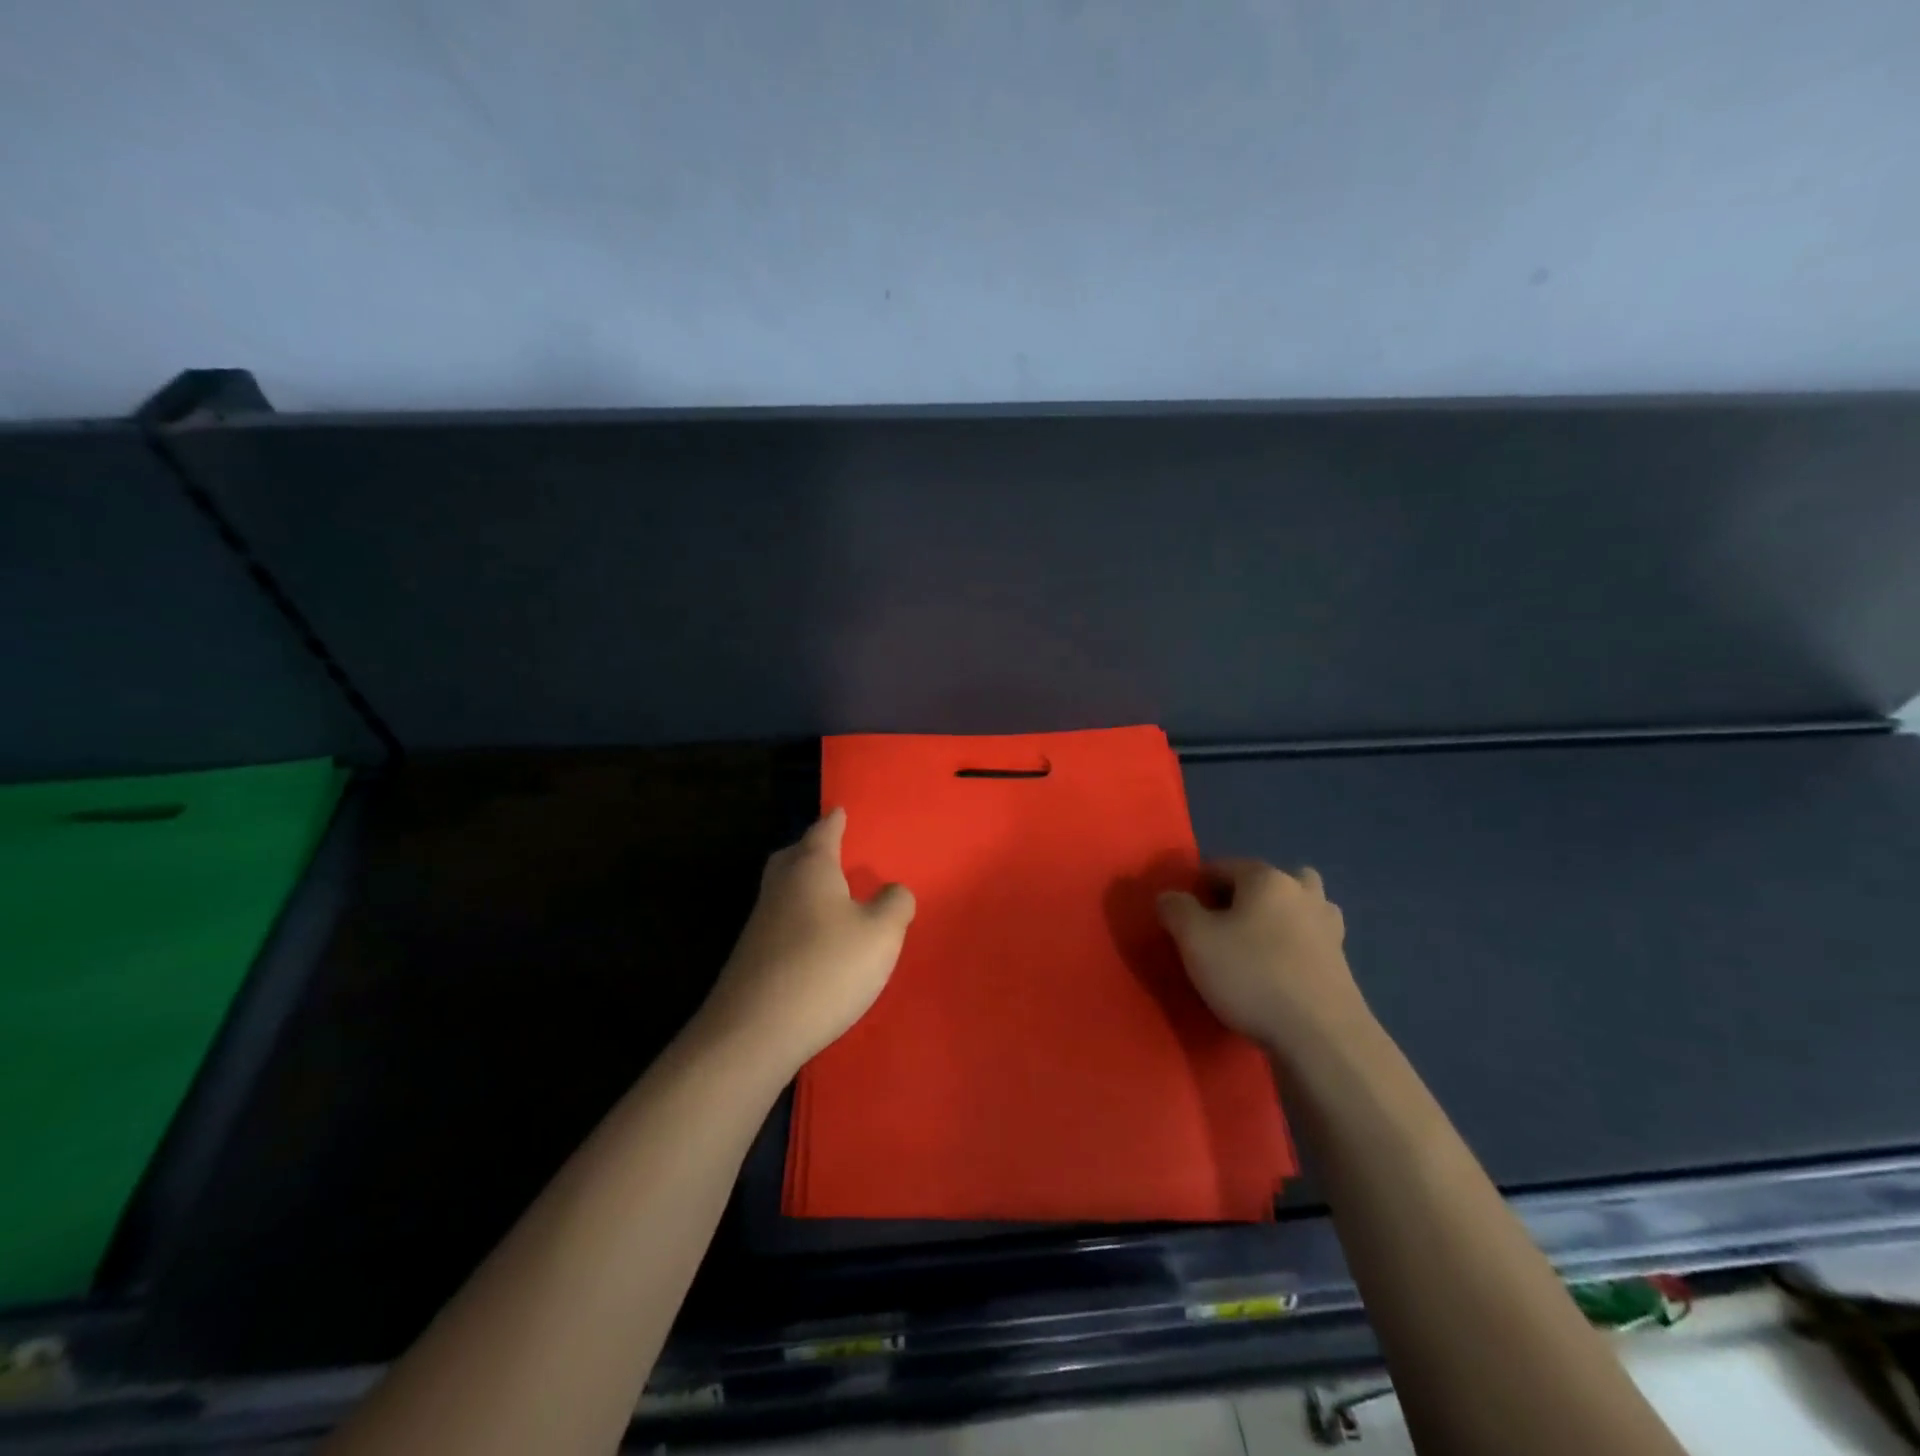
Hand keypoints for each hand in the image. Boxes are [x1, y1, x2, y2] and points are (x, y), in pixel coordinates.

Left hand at [700, 809, 914, 1069]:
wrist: (754, 1031)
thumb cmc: (825, 968)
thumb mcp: (880, 934)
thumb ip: (894, 904)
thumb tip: (894, 890)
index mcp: (811, 869)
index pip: (824, 832)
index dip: (835, 821)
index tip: (840, 809)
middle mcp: (780, 887)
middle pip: (794, 856)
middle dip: (811, 848)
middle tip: (831, 848)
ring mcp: (761, 923)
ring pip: (784, 888)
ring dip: (804, 884)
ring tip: (831, 893)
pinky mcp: (753, 957)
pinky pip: (781, 921)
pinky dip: (799, 917)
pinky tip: (816, 939)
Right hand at [1156, 859, 1369, 1058]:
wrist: (1321, 1037)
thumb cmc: (1251, 975)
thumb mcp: (1194, 940)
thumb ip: (1176, 909)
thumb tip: (1170, 896)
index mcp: (1266, 878)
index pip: (1223, 866)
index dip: (1198, 886)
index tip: (1184, 915)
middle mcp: (1302, 893)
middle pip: (1268, 881)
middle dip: (1245, 896)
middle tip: (1224, 926)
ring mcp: (1329, 927)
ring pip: (1297, 907)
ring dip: (1277, 917)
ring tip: (1255, 946)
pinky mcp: (1342, 963)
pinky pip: (1310, 940)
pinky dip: (1295, 946)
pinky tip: (1279, 971)